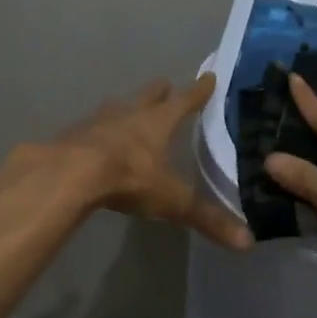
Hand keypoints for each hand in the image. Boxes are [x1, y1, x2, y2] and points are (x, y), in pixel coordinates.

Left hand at [25, 74, 252, 250]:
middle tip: (165, 84)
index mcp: (158, 123)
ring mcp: (98, 122)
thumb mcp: (172, 200)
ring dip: (125, 108)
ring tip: (128, 108)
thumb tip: (247, 241)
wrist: (70, 174)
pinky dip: (97, 130)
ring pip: (116, 108)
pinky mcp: (73, 136)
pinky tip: (94, 138)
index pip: (184, 101)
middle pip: (147, 97)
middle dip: (158, 92)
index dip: (198, 91)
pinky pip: (90, 128)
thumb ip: (206, 218)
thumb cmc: (129, 178)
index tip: (208, 76)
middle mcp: (129, 115)